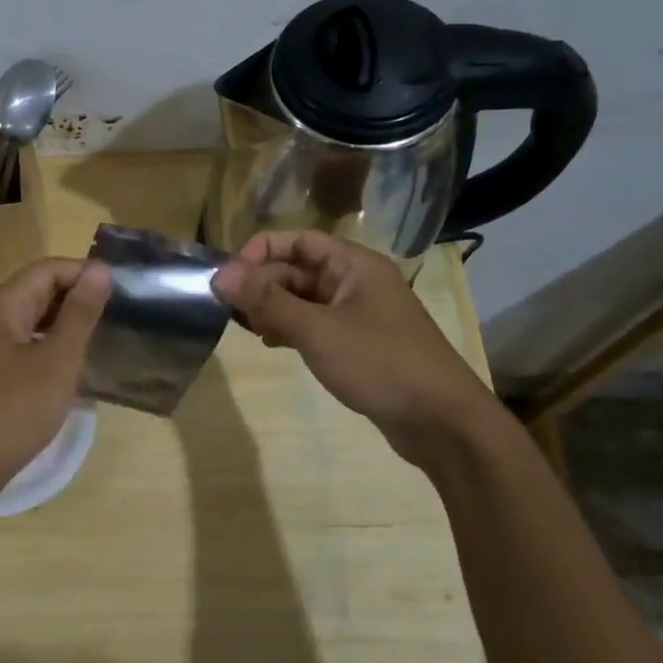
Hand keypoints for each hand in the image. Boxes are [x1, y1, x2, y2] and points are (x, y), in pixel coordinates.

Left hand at [0, 258, 110, 497]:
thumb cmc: (14, 411)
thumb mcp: (57, 361)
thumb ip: (79, 314)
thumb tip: (99, 270)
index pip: (47, 269)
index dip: (85, 274)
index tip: (121, 291)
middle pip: (36, 289)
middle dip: (76, 297)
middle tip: (117, 315)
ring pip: (30, 317)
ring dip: (64, 322)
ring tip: (101, 337)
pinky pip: (21, 341)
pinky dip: (48, 344)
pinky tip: (71, 363)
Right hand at [211, 231, 500, 459]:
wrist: (442, 422)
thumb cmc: (379, 363)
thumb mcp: (316, 329)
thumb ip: (267, 300)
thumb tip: (220, 275)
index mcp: (354, 264)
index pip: (297, 240)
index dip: (259, 252)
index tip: (228, 279)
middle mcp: (356, 281)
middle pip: (298, 268)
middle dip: (262, 284)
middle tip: (229, 310)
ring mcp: (359, 313)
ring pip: (304, 298)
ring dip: (272, 307)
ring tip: (245, 328)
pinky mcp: (358, 343)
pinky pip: (315, 323)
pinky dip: (290, 328)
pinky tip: (271, 343)